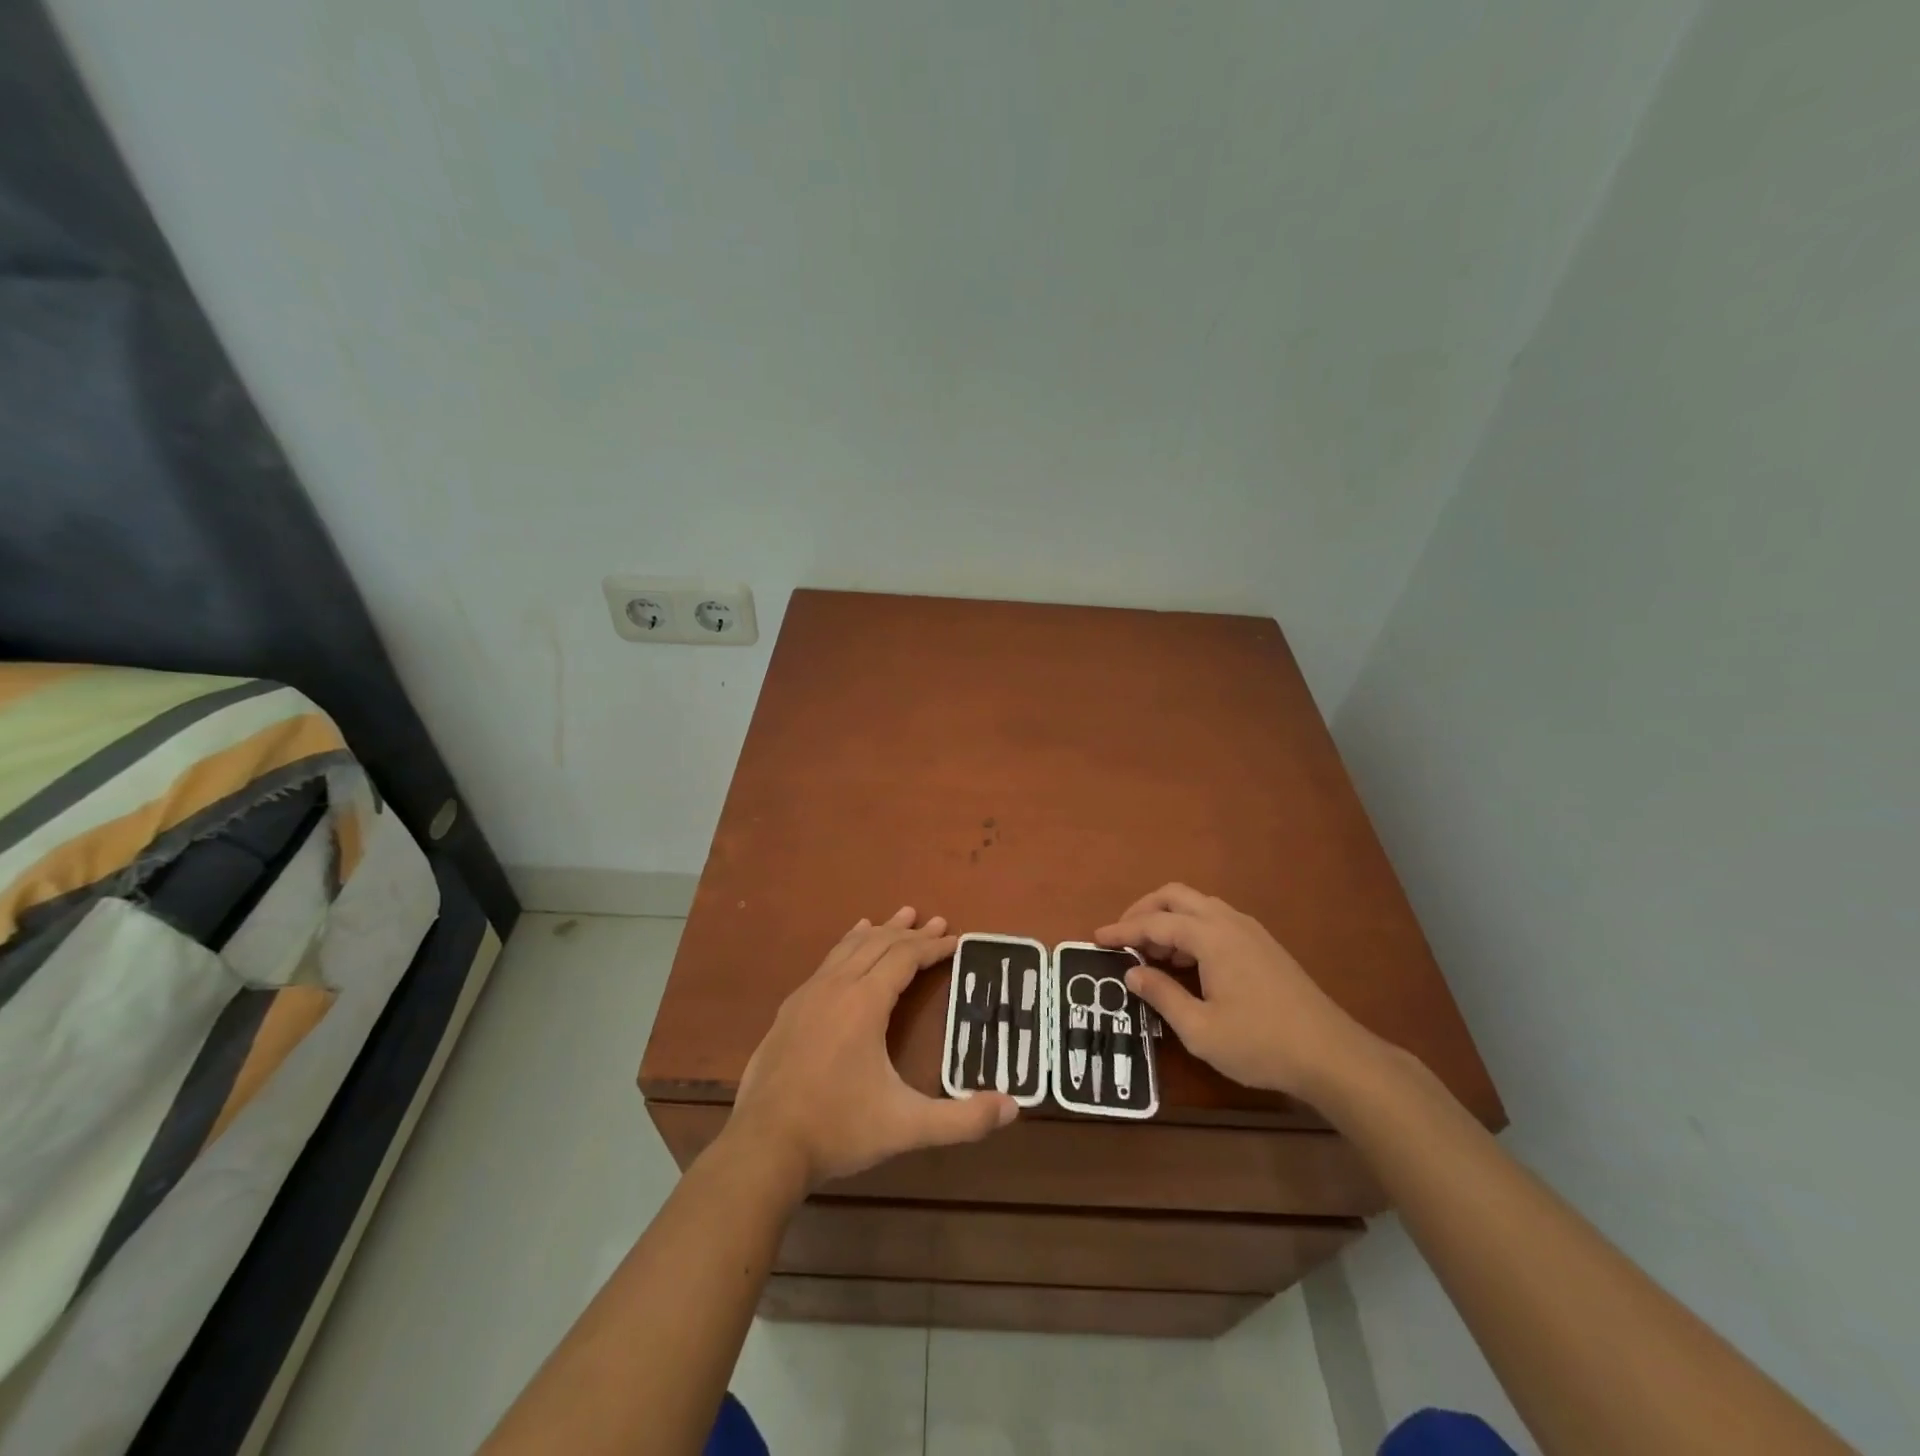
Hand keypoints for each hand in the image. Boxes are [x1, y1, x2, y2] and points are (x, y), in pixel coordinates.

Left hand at [726, 908, 1017, 1189]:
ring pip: (849, 948)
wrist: (763, 1147)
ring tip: (897, 917)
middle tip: (936, 921)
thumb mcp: (907, 1127)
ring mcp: (807, 995)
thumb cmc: (839, 1129)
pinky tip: (847, 948)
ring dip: (878, 932)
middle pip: (878, 944)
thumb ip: (962, 1120)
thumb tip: (1014, 1107)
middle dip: (910, 932)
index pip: (905, 958)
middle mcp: (836, 987)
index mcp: (864, 1002)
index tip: (955, 939)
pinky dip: (846, 946)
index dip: (932, 947)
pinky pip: (826, 963)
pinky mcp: (789, 1011)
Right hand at [1096, 883, 1377, 1101]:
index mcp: (1211, 937)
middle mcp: (1229, 922)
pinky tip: (1188, 962)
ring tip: (1152, 954)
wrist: (1332, 1055)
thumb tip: (1132, 972)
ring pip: (1198, 906)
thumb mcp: (1200, 1030)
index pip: (1155, 923)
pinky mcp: (1264, 946)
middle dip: (1144, 910)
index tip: (1096, 938)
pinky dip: (1191, 929)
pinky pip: (1216, 920)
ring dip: (1169, 920)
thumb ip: (1162, 996)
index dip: (1122, 929)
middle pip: (1176, 896)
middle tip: (1123, 936)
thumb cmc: (1261, 1044)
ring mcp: (1250, 931)